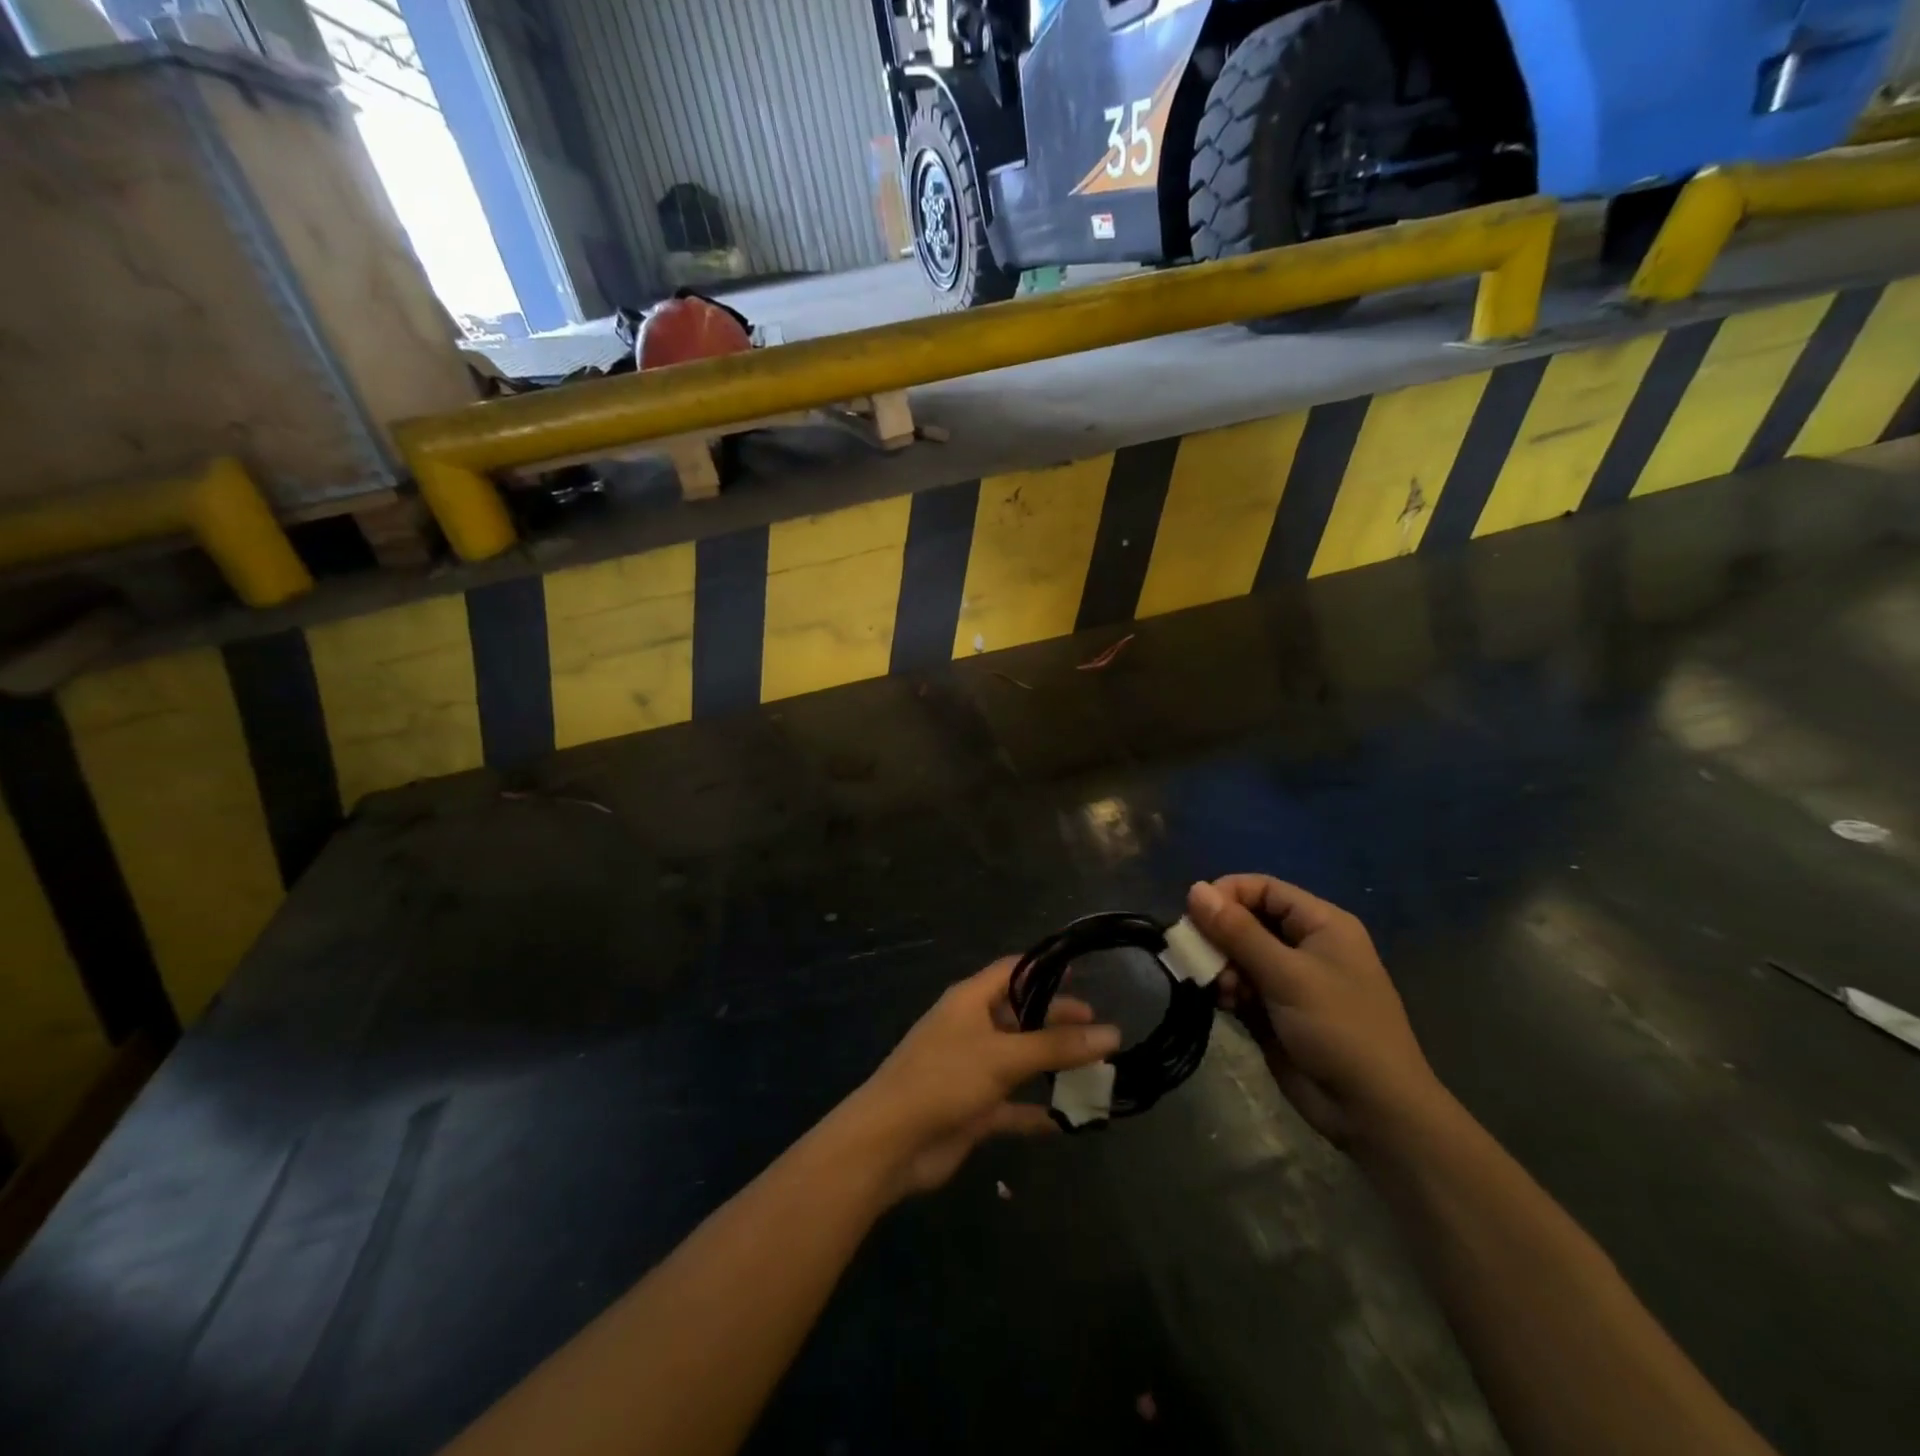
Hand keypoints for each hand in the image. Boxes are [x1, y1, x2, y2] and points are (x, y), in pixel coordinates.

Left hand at [833, 959, 1120, 1201]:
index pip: (1012, 971)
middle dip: (1057, 1021)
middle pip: (1020, 1016)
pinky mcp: (973, 1109)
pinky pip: (1014, 1106)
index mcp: (970, 1001)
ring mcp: (972, 1070)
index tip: (1082, 973)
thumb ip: (1056, 1046)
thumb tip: (1111, 1033)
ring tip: (1097, 1071)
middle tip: (1099, 1030)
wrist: (890, 1142)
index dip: (1045, 970)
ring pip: (1020, 1061)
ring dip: (1052, 1066)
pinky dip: (1038, 1111)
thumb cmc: (944, 1079)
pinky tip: (1071, 1119)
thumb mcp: (1003, 1056)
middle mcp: (971, 1029)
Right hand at [1187, 876, 1451, 1156]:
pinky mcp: (1275, 1011)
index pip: (1263, 889)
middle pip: (1247, 920)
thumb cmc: (1339, 1029)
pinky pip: (1240, 985)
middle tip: (1199, 956)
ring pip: (1238, 955)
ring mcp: (1290, 980)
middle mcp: (1305, 945)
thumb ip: (1238, 931)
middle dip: (1219, 936)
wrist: (1372, 1112)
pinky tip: (1224, 1005)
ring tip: (1221, 989)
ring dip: (1221, 967)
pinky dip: (1227, 990)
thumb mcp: (1286, 975)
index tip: (1194, 914)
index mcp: (1321, 924)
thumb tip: (1194, 888)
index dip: (1227, 895)